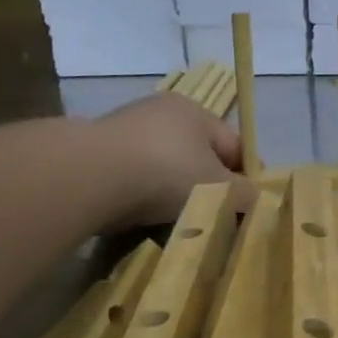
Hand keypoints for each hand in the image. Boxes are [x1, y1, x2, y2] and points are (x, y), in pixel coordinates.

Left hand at [93, 93, 252, 227]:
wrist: (87, 177)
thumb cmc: (166, 173)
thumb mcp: (218, 188)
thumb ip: (243, 194)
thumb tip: (250, 198)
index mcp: (196, 112)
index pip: (234, 146)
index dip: (244, 178)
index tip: (243, 209)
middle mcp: (160, 112)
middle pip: (197, 158)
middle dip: (205, 189)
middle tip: (209, 219)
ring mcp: (124, 130)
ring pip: (163, 171)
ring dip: (170, 197)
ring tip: (172, 226)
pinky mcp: (95, 153)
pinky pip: (131, 181)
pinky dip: (139, 200)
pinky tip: (139, 220)